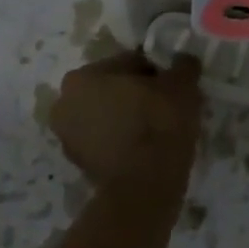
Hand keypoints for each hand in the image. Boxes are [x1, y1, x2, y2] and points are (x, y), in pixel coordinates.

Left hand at [51, 50, 201, 198]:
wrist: (144, 186)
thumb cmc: (158, 123)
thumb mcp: (182, 84)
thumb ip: (182, 66)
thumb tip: (183, 61)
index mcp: (83, 77)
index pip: (129, 62)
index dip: (155, 72)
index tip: (173, 85)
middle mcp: (65, 103)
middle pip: (113, 89)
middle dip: (137, 94)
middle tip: (166, 105)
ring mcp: (67, 138)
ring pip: (108, 115)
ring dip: (128, 117)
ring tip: (159, 128)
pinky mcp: (78, 165)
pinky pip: (107, 140)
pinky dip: (123, 139)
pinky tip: (148, 146)